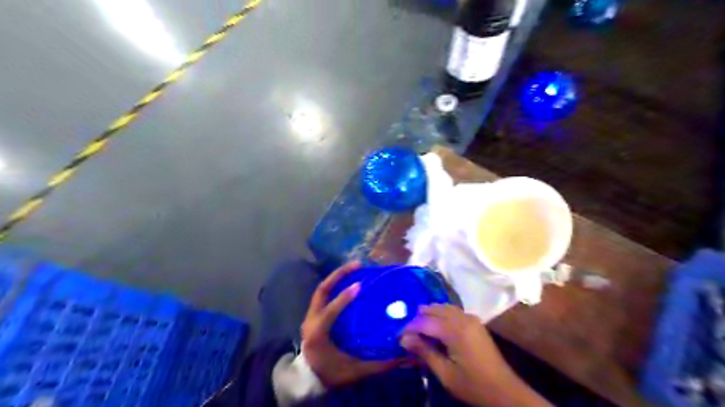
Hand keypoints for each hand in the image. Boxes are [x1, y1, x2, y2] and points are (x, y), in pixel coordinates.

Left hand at [298, 260, 401, 387]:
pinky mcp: (313, 315)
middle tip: (357, 265)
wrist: (308, 379)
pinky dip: (335, 285)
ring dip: (337, 277)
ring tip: (355, 268)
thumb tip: (404, 358)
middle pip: (322, 290)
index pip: (330, 311)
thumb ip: (378, 365)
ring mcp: (310, 315)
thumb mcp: (354, 371)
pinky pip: (323, 295)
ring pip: (321, 290)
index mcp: (318, 333)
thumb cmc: (330, 373)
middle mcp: (311, 320)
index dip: (344, 298)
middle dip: (338, 275)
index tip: (360, 284)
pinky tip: (348, 281)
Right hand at [402, 305, 550, 406]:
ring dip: (430, 314)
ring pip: (444, 307)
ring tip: (419, 328)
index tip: (398, 336)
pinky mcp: (475, 323)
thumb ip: (425, 352)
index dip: (410, 327)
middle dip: (419, 317)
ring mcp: (471, 319)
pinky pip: (454, 311)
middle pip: (435, 309)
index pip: (425, 322)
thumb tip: (404, 339)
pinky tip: (437, 326)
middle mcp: (463, 319)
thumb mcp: (445, 374)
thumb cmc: (473, 385)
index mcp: (455, 331)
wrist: (505, 391)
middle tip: (408, 332)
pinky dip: (442, 314)